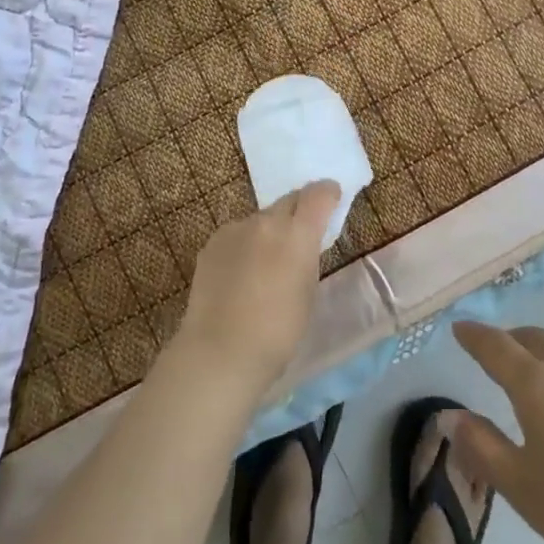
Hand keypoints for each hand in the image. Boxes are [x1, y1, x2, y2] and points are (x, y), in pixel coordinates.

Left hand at [173, 181, 337, 401]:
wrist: (221, 351)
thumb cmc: (278, 332)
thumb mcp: (308, 292)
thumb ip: (307, 258)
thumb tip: (302, 246)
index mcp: (297, 233)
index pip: (318, 195)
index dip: (328, 193)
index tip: (332, 198)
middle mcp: (266, 221)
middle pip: (288, 201)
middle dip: (299, 210)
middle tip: (300, 233)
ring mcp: (235, 228)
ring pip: (260, 220)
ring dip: (268, 232)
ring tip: (264, 263)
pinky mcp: (212, 242)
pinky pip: (236, 235)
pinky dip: (244, 245)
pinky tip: (239, 274)